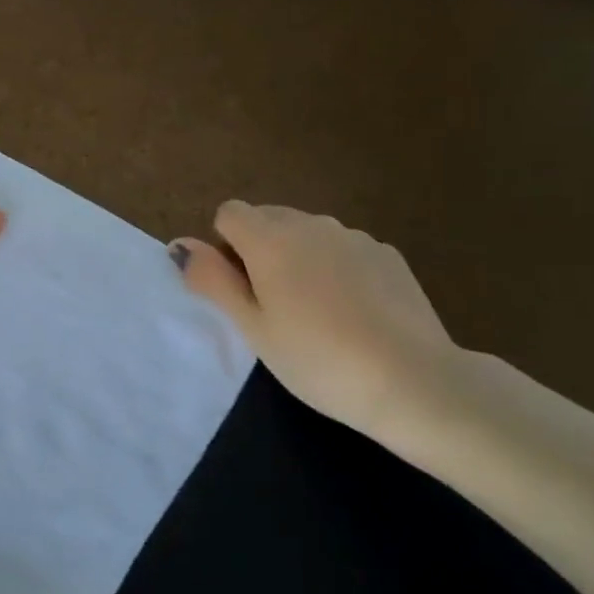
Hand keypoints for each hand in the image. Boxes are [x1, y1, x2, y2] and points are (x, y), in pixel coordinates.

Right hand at [173, 202, 456, 434]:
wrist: (413, 381)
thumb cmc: (317, 359)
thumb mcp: (252, 327)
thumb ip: (213, 280)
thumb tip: (180, 245)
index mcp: (271, 239)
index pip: (230, 212)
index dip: (225, 246)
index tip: (240, 288)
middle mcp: (312, 224)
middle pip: (269, 217)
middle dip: (259, 248)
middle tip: (271, 305)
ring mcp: (355, 237)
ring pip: (308, 233)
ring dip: (298, 256)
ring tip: (315, 312)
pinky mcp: (389, 255)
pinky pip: (344, 248)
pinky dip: (336, 267)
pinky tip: (353, 312)